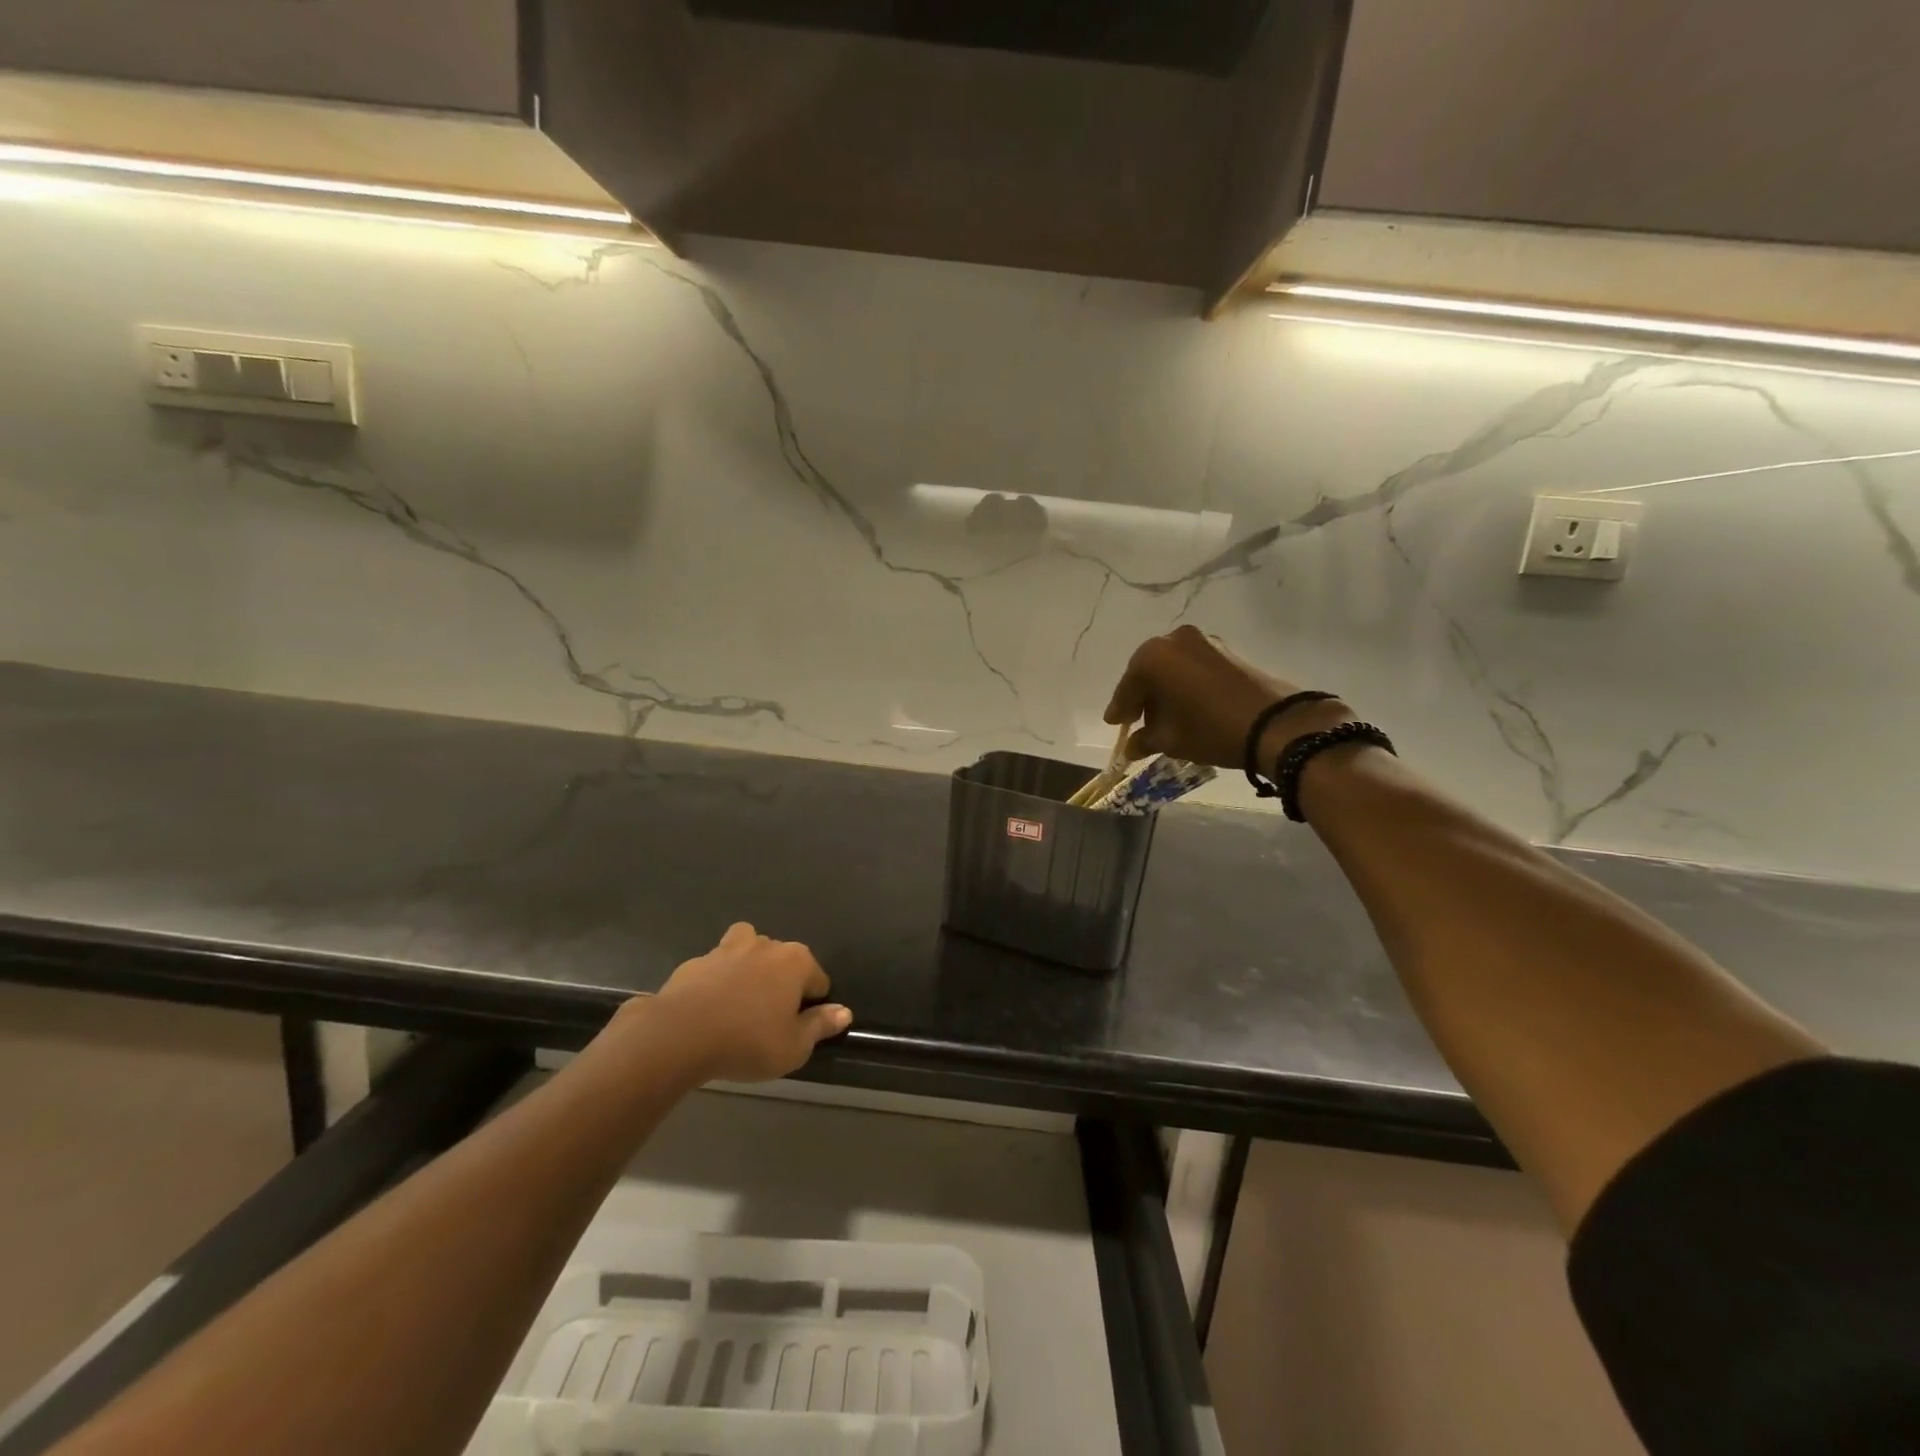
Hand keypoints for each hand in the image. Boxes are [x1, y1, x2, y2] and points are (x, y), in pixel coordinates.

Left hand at [643, 923, 851, 1082]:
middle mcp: (765, 945)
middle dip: (781, 982)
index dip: (812, 1003)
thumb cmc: (747, 1041)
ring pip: (748, 949)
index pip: (818, 978)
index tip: (798, 1027)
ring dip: (749, 967)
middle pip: (784, 959)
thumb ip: (820, 1026)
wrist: (679, 1034)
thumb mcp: (793, 1047)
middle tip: (769, 1019)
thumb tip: (844, 1012)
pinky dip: (717, 980)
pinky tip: (709, 1008)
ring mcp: (728, 948)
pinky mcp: (696, 961)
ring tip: (740, 1000)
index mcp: (795, 961)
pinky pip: (716, 967)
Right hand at [1103, 626, 1347, 768]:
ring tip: (1165, 717)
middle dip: (1143, 697)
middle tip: (1137, 720)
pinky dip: (1184, 684)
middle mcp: (1174, 640)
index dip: (1120, 709)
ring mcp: (1203, 641)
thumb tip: (1131, 747)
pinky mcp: (1226, 650)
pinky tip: (1188, 705)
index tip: (1115, 724)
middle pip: (1148, 672)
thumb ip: (1145, 740)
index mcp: (1153, 657)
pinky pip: (1192, 666)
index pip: (1127, 687)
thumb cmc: (1211, 729)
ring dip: (1165, 690)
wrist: (1275, 723)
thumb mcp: (1171, 740)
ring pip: (1171, 668)